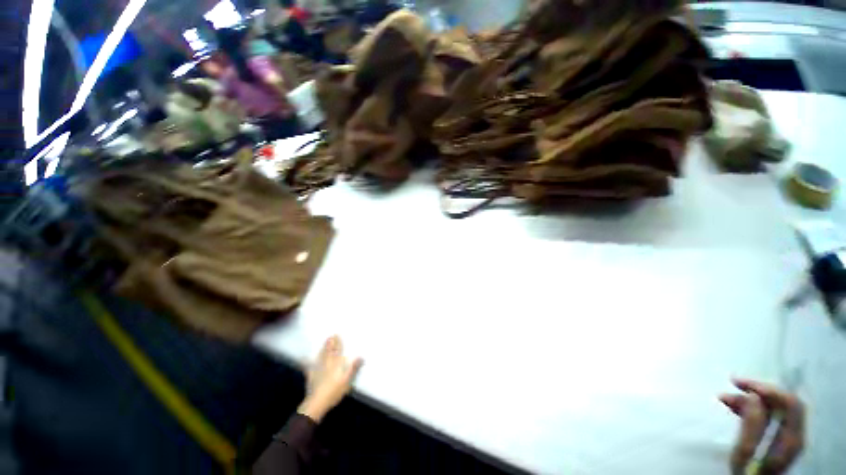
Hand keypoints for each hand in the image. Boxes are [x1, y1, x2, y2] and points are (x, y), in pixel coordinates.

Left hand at [298, 336, 362, 422]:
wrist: (317, 403)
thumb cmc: (334, 392)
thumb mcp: (347, 381)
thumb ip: (353, 369)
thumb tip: (361, 357)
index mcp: (336, 365)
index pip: (337, 351)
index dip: (337, 343)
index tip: (337, 335)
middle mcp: (326, 364)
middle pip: (328, 352)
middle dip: (330, 343)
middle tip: (330, 336)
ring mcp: (318, 370)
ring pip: (320, 356)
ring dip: (322, 349)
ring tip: (324, 343)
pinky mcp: (311, 377)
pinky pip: (309, 366)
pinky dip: (307, 361)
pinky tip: (304, 358)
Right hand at [719, 379, 804, 474]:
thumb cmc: (745, 474)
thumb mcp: (745, 455)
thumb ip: (752, 426)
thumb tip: (751, 396)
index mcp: (792, 439)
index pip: (790, 403)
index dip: (768, 389)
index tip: (740, 384)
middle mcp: (794, 435)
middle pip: (783, 403)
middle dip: (758, 392)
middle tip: (733, 384)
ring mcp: (786, 439)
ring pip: (773, 409)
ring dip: (751, 399)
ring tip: (726, 397)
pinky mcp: (776, 441)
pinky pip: (768, 417)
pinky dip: (751, 409)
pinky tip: (735, 408)